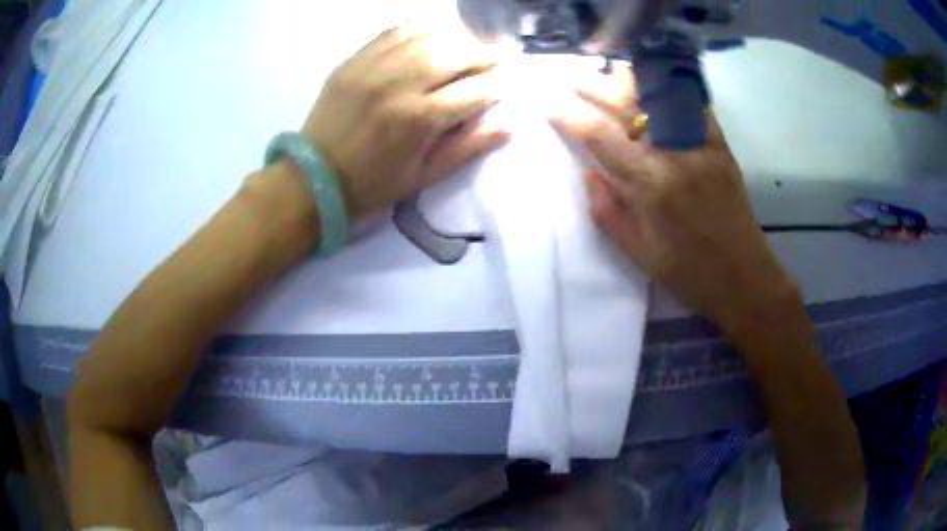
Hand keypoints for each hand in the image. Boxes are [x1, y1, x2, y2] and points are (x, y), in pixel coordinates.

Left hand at [302, 29, 509, 220]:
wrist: (315, 178)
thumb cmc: (373, 184)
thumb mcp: (424, 176)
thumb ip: (468, 148)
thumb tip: (508, 125)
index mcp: (419, 119)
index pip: (474, 91)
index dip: (497, 86)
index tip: (507, 85)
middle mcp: (399, 84)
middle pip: (455, 55)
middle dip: (483, 56)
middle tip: (494, 61)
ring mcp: (373, 67)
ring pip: (428, 37)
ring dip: (456, 39)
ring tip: (468, 48)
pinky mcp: (355, 61)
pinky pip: (395, 33)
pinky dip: (420, 31)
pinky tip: (432, 38)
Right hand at [551, 68, 799, 331]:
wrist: (745, 279)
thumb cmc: (689, 275)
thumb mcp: (638, 254)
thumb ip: (607, 211)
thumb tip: (589, 173)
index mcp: (650, 187)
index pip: (601, 137)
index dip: (570, 116)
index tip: (550, 105)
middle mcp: (674, 156)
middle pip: (628, 106)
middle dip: (595, 88)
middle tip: (574, 81)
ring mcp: (701, 146)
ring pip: (660, 97)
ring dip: (631, 81)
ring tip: (611, 72)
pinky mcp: (721, 146)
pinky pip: (693, 106)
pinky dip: (671, 91)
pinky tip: (656, 83)